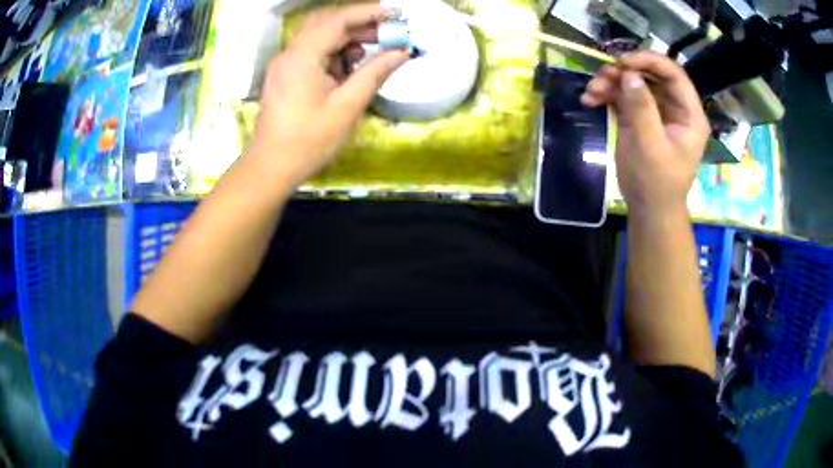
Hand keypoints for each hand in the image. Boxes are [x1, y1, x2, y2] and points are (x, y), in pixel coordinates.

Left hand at [248, 4, 409, 187]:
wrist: (270, 168)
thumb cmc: (309, 141)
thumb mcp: (348, 107)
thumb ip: (375, 73)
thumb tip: (402, 52)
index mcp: (303, 57)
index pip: (337, 20)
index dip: (368, 12)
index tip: (395, 15)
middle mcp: (290, 53)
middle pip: (326, 23)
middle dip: (358, 24)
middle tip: (386, 35)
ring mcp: (284, 64)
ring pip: (318, 37)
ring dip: (345, 40)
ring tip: (368, 57)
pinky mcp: (284, 76)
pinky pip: (311, 53)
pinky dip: (332, 54)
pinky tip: (346, 71)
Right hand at [581, 52, 709, 216]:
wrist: (648, 209)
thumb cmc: (656, 183)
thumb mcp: (650, 146)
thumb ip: (642, 108)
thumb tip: (629, 75)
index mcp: (689, 114)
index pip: (673, 74)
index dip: (649, 61)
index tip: (622, 63)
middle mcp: (674, 107)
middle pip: (651, 74)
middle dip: (625, 71)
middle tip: (603, 75)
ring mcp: (656, 111)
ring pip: (634, 82)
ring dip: (611, 82)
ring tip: (591, 90)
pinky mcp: (640, 117)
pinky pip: (623, 96)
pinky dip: (606, 94)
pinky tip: (590, 100)